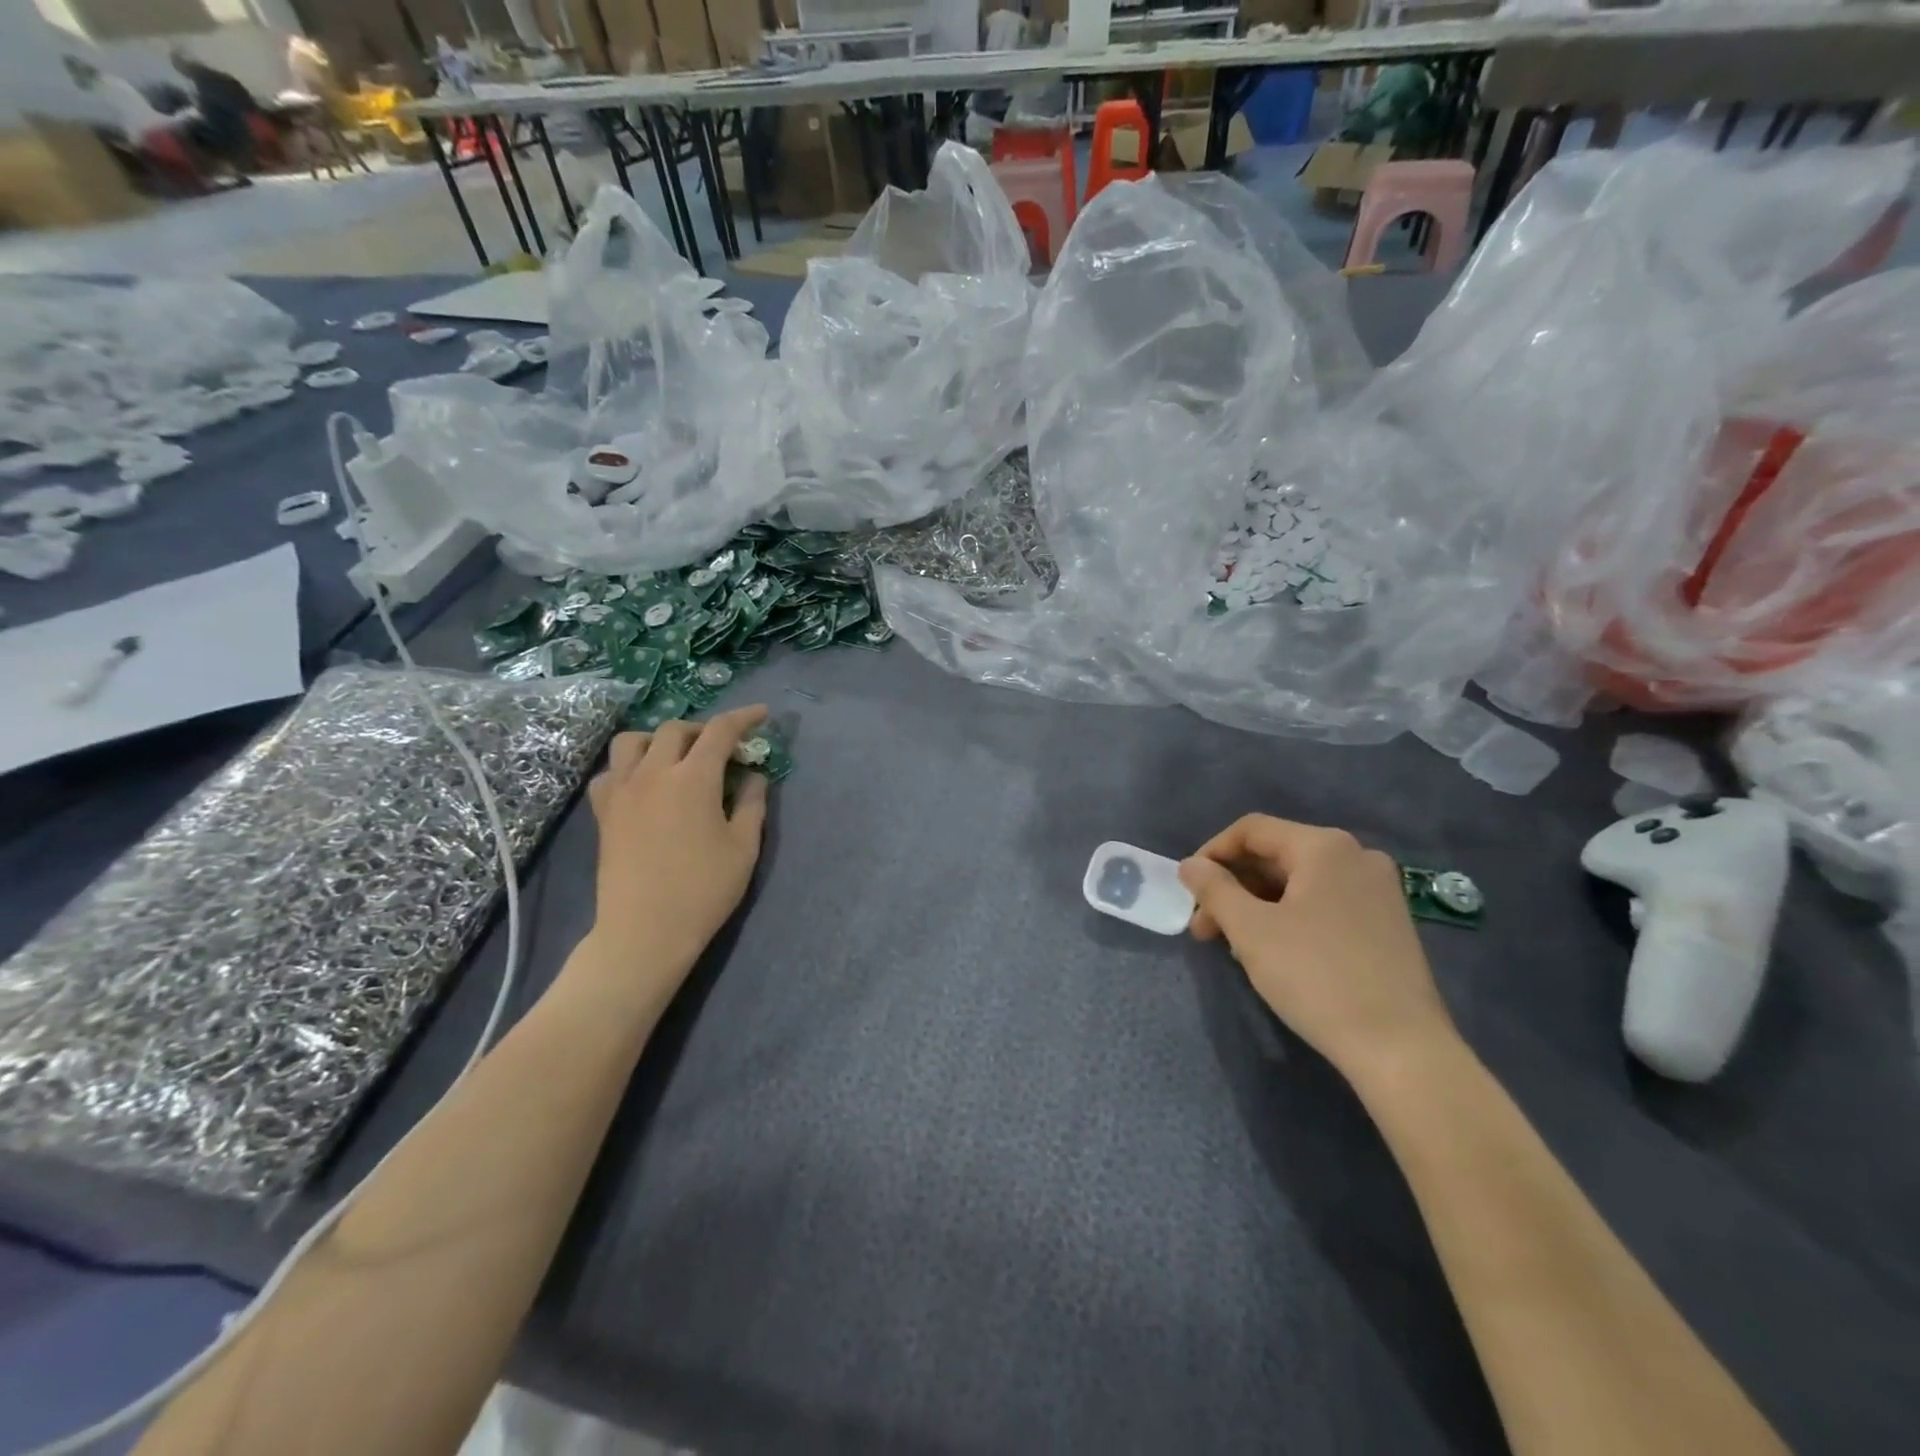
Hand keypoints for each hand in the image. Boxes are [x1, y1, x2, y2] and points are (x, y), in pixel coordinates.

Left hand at [585, 706, 769, 986]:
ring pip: (633, 741)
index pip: (720, 731)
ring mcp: (622, 791)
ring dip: (659, 739)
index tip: (762, 714)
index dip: (743, 718)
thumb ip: (752, 803)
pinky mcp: (604, 812)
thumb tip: (753, 776)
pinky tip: (644, 784)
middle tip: (723, 747)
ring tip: (677, 757)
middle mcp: (653, 773)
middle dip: (703, 729)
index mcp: (693, 778)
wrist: (645, 930)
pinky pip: (610, 772)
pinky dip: (629, 766)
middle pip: (675, 729)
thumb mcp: (743, 847)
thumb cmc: (703, 890)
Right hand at [1179, 815, 1458, 1080]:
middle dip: (1232, 887)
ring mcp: (1378, 891)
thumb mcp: (1250, 930)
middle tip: (1203, 927)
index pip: (1252, 830)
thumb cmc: (1316, 976)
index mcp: (1324, 846)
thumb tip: (1190, 865)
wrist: (1401, 1048)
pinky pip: (1324, 904)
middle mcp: (1356, 856)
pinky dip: (1289, 917)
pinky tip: (1272, 952)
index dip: (1211, 854)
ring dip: (1256, 905)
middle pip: (1276, 855)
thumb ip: (1213, 889)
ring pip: (1298, 883)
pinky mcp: (1387, 924)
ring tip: (1232, 946)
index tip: (1188, 890)